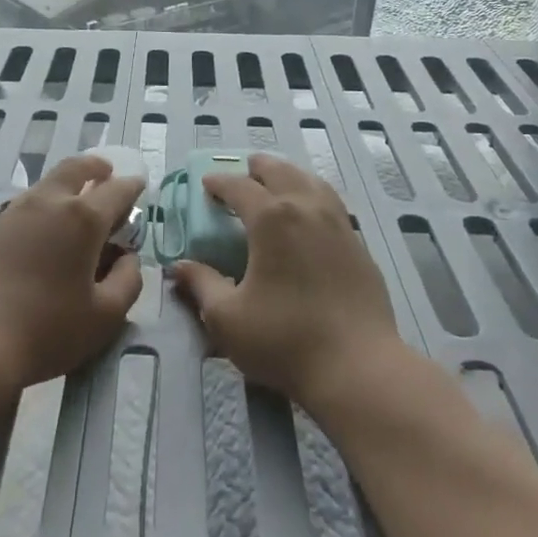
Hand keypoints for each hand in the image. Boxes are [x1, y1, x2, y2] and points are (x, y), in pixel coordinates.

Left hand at [0, 154, 143, 404]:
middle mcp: (50, 202)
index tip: (140, 186)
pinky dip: (46, 201)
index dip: (133, 186)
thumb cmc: (48, 329)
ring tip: (78, 201)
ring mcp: (16, 211)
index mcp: (83, 218)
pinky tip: (46, 226)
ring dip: (69, 182)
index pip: (117, 190)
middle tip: (107, 173)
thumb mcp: (105, 315)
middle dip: (96, 167)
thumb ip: (128, 280)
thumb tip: (128, 257)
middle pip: (76, 168)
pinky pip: (28, 201)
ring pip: (48, 182)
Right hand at [170, 153, 401, 408]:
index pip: (239, 186)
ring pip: (310, 181)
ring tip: (275, 184)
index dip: (219, 182)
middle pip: (279, 171)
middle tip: (241, 176)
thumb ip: (201, 285)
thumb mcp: (227, 317)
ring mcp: (338, 223)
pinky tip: (309, 214)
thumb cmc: (284, 339)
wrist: (357, 367)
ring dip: (287, 176)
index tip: (205, 184)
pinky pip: (331, 203)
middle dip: (256, 169)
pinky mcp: (357, 244)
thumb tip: (179, 267)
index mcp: (271, 218)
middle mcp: (306, 208)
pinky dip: (312, 195)